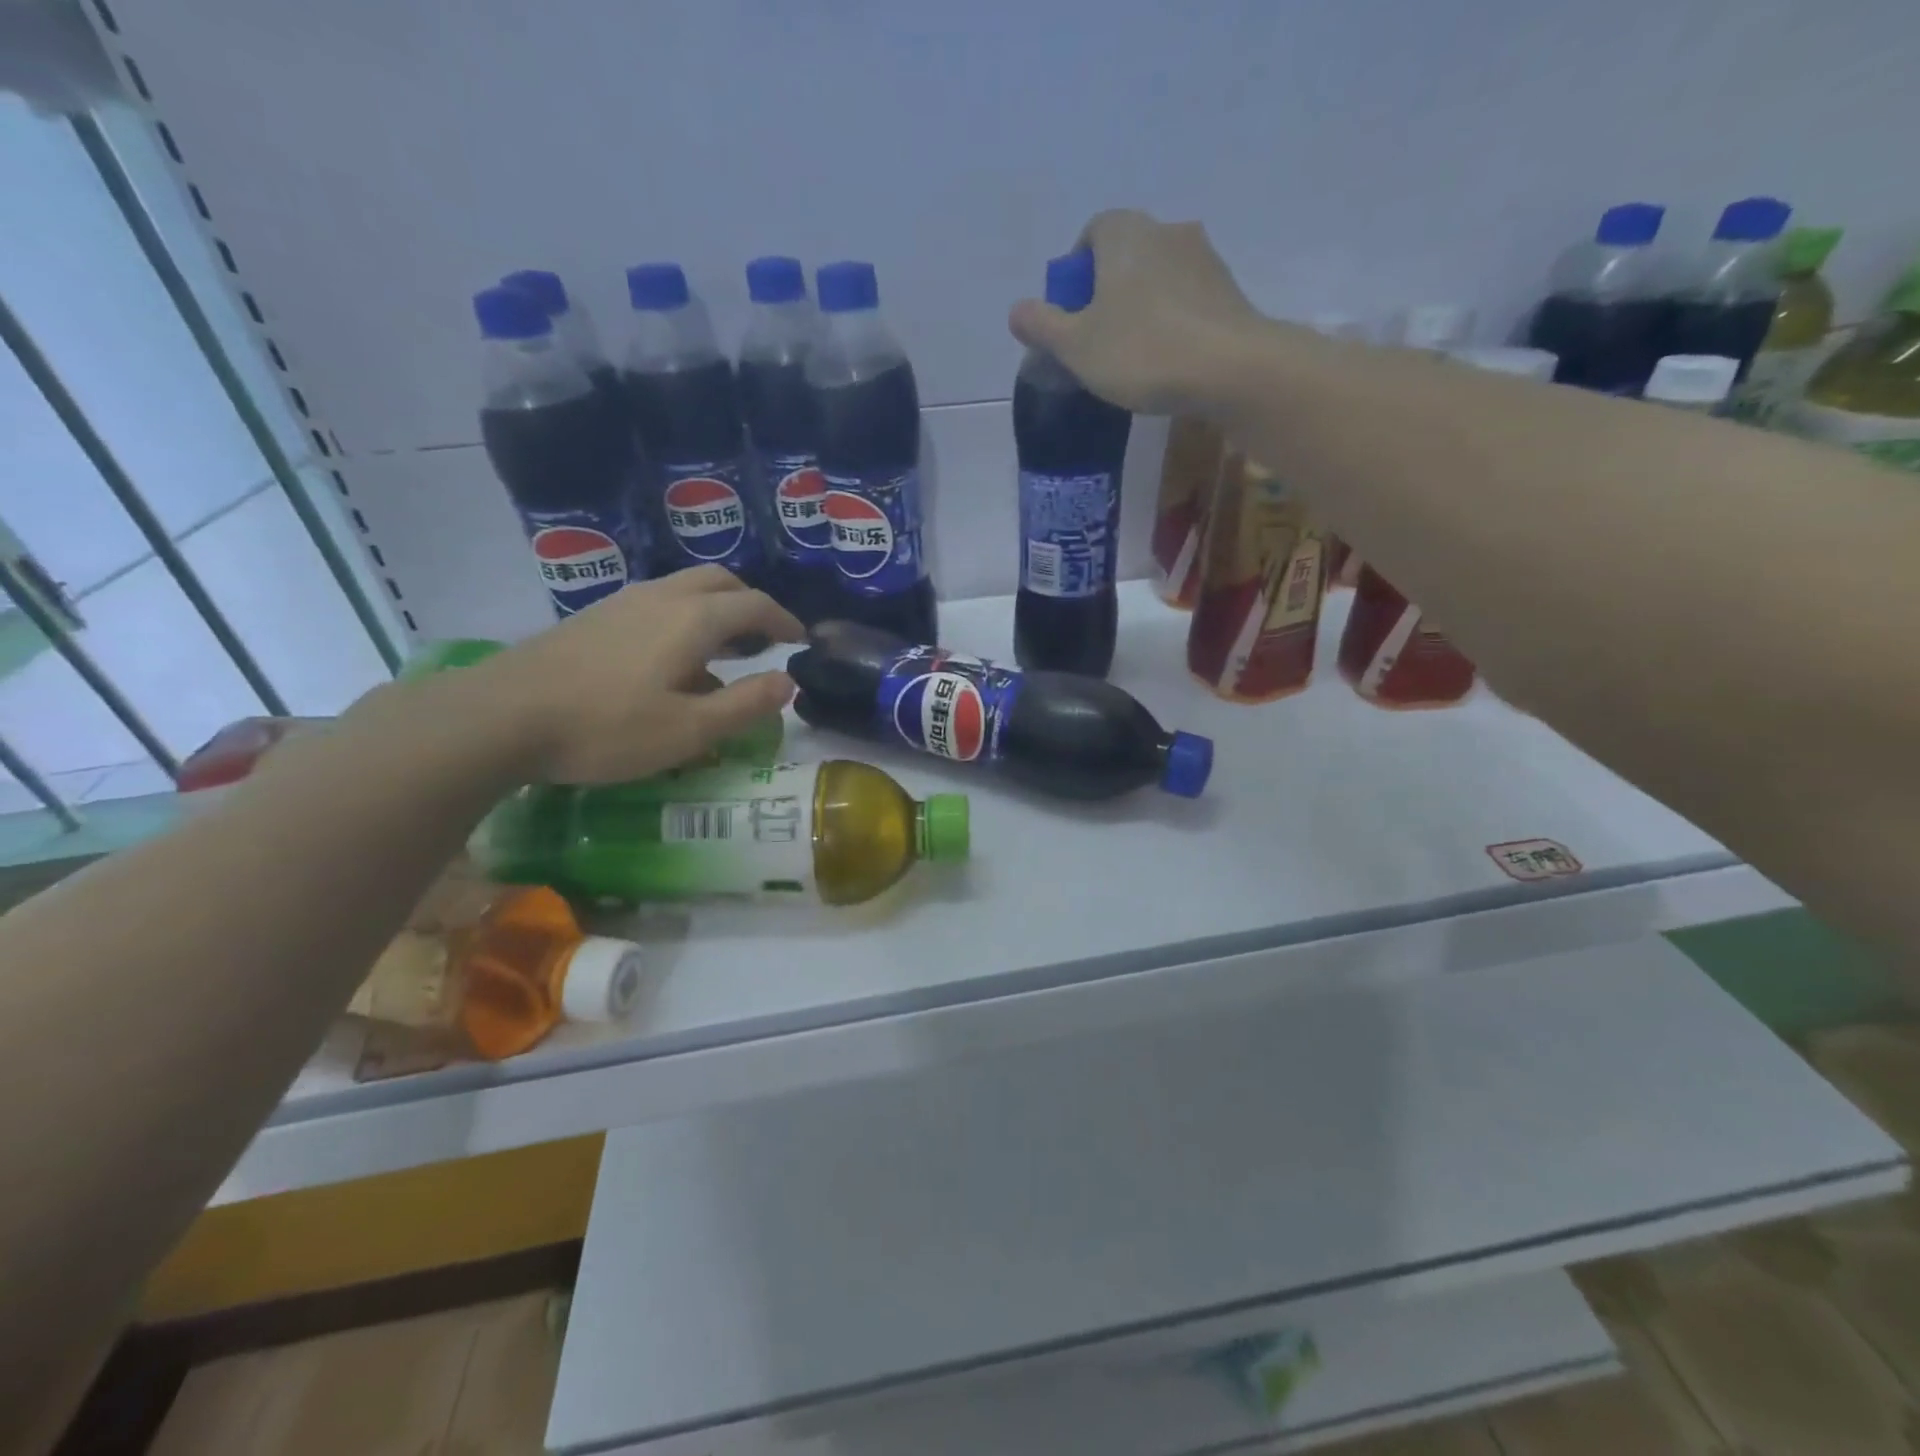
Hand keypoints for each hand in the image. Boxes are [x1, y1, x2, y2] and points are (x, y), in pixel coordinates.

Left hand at [476, 566, 801, 783]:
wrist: (502, 716)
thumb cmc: (607, 727)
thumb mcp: (690, 730)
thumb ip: (746, 704)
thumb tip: (788, 681)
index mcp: (694, 619)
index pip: (755, 605)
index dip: (784, 620)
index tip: (800, 640)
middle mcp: (662, 597)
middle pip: (720, 582)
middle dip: (751, 604)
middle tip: (765, 638)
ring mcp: (622, 602)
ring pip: (685, 589)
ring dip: (716, 610)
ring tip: (722, 651)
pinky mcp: (593, 618)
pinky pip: (656, 604)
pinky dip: (683, 618)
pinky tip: (669, 661)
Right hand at [1008, 209, 1258, 414]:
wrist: (1230, 368)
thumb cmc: (1142, 351)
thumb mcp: (1076, 346)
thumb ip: (1042, 326)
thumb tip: (1017, 311)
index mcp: (1124, 233)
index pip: (1090, 235)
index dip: (1074, 276)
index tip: (1070, 317)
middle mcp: (1165, 230)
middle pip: (1123, 257)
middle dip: (1105, 294)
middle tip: (1095, 343)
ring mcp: (1203, 257)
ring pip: (1156, 279)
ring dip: (1140, 309)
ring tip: (1132, 358)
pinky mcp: (1228, 290)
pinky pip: (1185, 300)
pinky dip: (1170, 322)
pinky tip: (1166, 361)